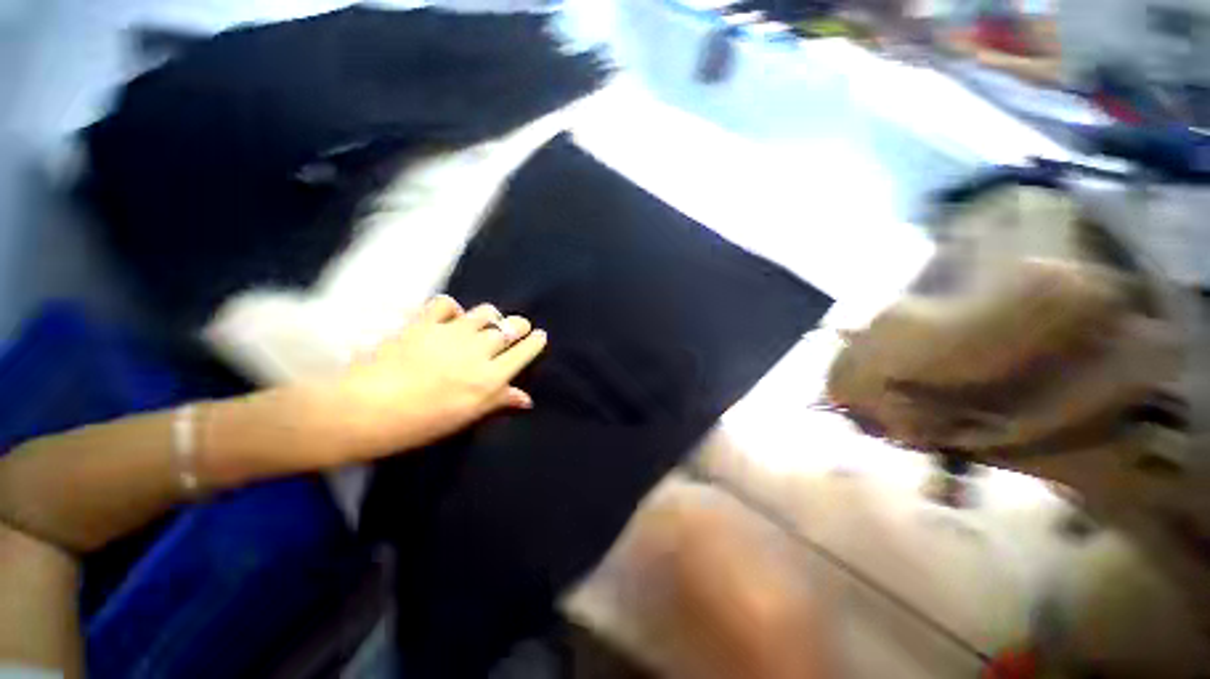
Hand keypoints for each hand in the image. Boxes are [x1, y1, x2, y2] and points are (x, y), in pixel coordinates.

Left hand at [314, 295, 547, 460]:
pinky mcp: (425, 322)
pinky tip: (451, 317)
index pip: (525, 350)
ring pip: (486, 312)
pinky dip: (453, 308)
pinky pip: (447, 303)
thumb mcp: (466, 417)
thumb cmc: (421, 422)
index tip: (540, 336)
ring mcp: (452, 333)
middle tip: (517, 330)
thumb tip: (525, 398)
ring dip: (491, 317)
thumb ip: (498, 401)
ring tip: (486, 323)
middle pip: (511, 326)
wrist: (366, 409)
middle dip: (520, 326)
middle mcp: (479, 350)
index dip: (536, 341)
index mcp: (491, 376)